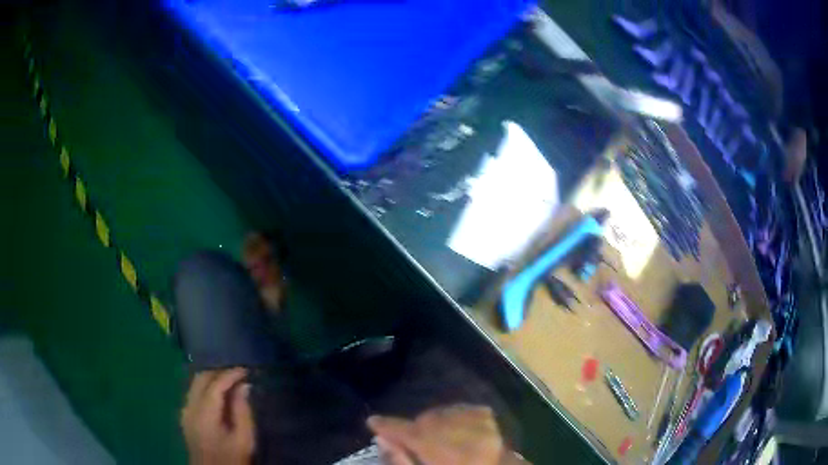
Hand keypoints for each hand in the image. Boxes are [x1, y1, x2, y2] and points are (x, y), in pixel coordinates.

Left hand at [182, 368, 254, 464]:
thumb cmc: (232, 459)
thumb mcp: (244, 439)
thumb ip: (243, 411)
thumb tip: (244, 386)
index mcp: (205, 415)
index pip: (215, 385)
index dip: (230, 374)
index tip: (246, 370)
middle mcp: (190, 408)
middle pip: (200, 378)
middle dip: (219, 372)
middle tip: (239, 374)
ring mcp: (185, 411)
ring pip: (195, 383)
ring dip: (212, 378)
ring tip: (231, 381)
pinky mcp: (185, 415)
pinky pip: (193, 392)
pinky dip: (206, 387)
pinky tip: (219, 394)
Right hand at [367, 404, 525, 464]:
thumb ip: (401, 461)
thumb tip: (381, 439)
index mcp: (448, 454)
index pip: (413, 434)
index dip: (389, 426)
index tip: (373, 422)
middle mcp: (468, 436)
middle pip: (429, 421)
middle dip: (413, 427)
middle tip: (404, 437)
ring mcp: (485, 427)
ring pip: (447, 414)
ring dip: (433, 421)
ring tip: (430, 436)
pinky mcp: (495, 423)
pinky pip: (468, 410)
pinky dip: (455, 416)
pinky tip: (452, 426)